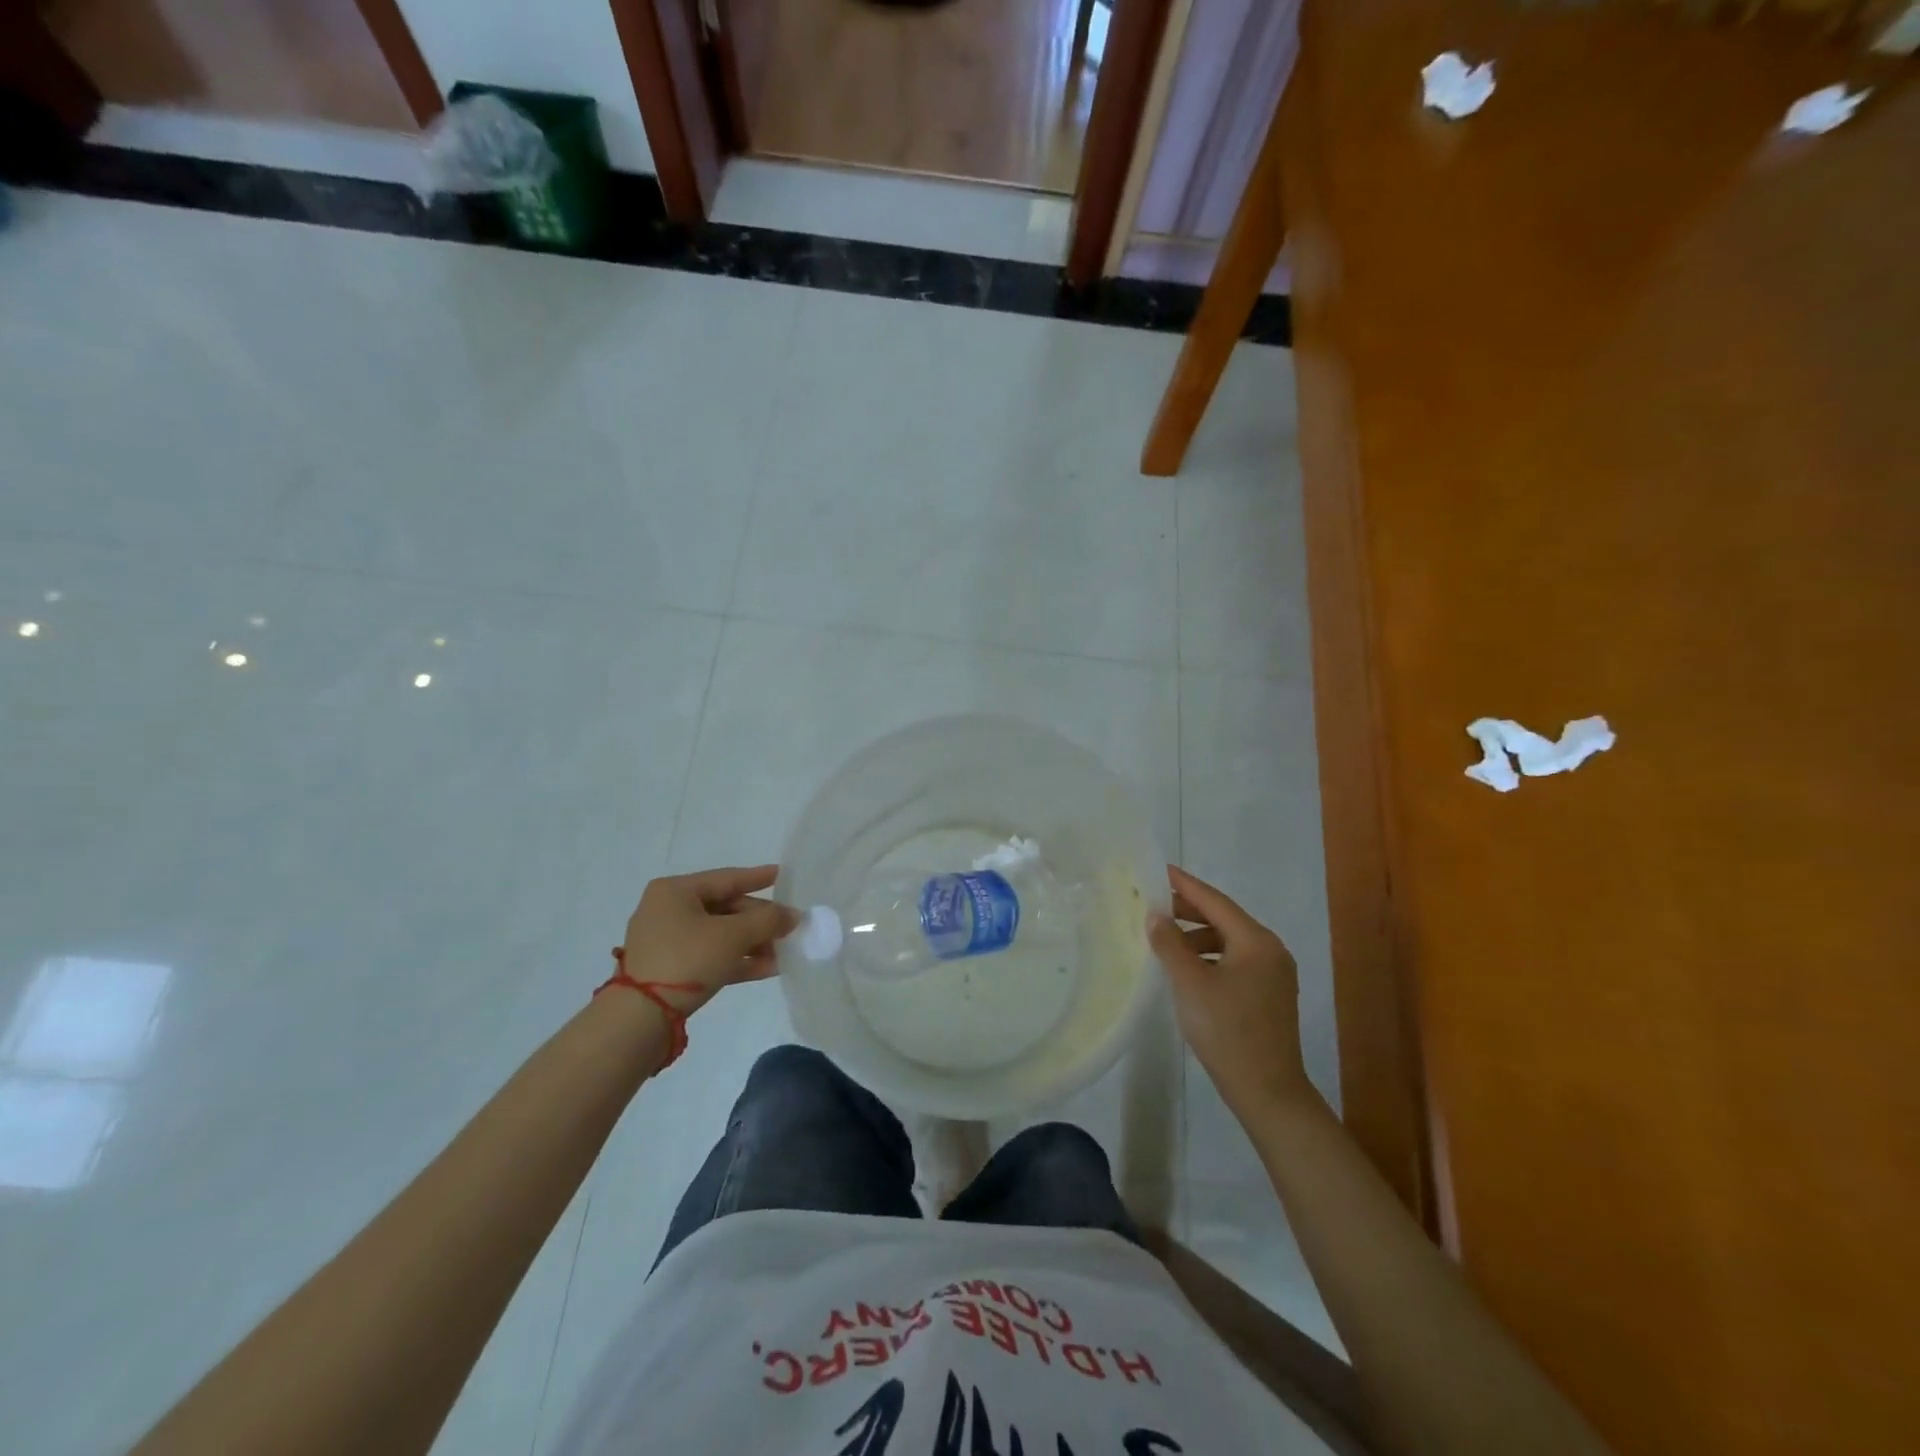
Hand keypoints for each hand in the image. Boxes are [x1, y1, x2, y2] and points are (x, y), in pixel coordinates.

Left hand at [620, 865, 797, 1016]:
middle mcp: (669, 910)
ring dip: (754, 943)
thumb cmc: (686, 959)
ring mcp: (668, 942)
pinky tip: (770, 968)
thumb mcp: (733, 935)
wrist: (640, 1018)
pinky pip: (712, 956)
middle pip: (726, 908)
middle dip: (760, 920)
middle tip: (790, 927)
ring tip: (786, 951)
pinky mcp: (671, 970)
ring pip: (721, 935)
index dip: (758, 877)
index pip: (726, 878)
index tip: (783, 875)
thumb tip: (794, 916)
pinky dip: (738, 960)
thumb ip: (767, 921)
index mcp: (675, 891)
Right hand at [1147, 865, 1317, 1118]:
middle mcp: (1270, 950)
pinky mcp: (1269, 995)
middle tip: (1152, 904)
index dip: (1185, 885)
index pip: (1215, 901)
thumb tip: (1155, 914)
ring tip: (1165, 940)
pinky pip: (1234, 961)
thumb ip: (1170, 944)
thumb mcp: (1190, 983)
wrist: (1268, 1092)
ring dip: (1196, 936)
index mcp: (1256, 941)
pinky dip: (1209, 956)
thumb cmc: (1227, 1031)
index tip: (1160, 870)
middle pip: (1224, 918)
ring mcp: (1273, 974)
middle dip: (1188, 910)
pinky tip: (1187, 969)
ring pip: (1228, 941)